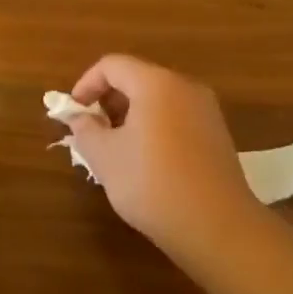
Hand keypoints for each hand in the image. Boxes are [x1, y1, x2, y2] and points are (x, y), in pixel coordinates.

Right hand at [69, 54, 260, 277]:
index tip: (74, 113)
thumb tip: (79, 117)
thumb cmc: (153, 184)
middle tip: (92, 131)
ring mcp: (206, 111)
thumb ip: (85, 130)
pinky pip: (177, 118)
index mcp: (155, 83)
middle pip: (137, 79)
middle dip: (109, 101)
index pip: (112, 65)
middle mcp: (185, 87)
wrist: (218, 228)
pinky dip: (154, 127)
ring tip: (116, 149)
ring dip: (131, 116)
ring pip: (158, 100)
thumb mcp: (105, 157)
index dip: (86, 84)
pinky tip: (146, 162)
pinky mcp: (218, 136)